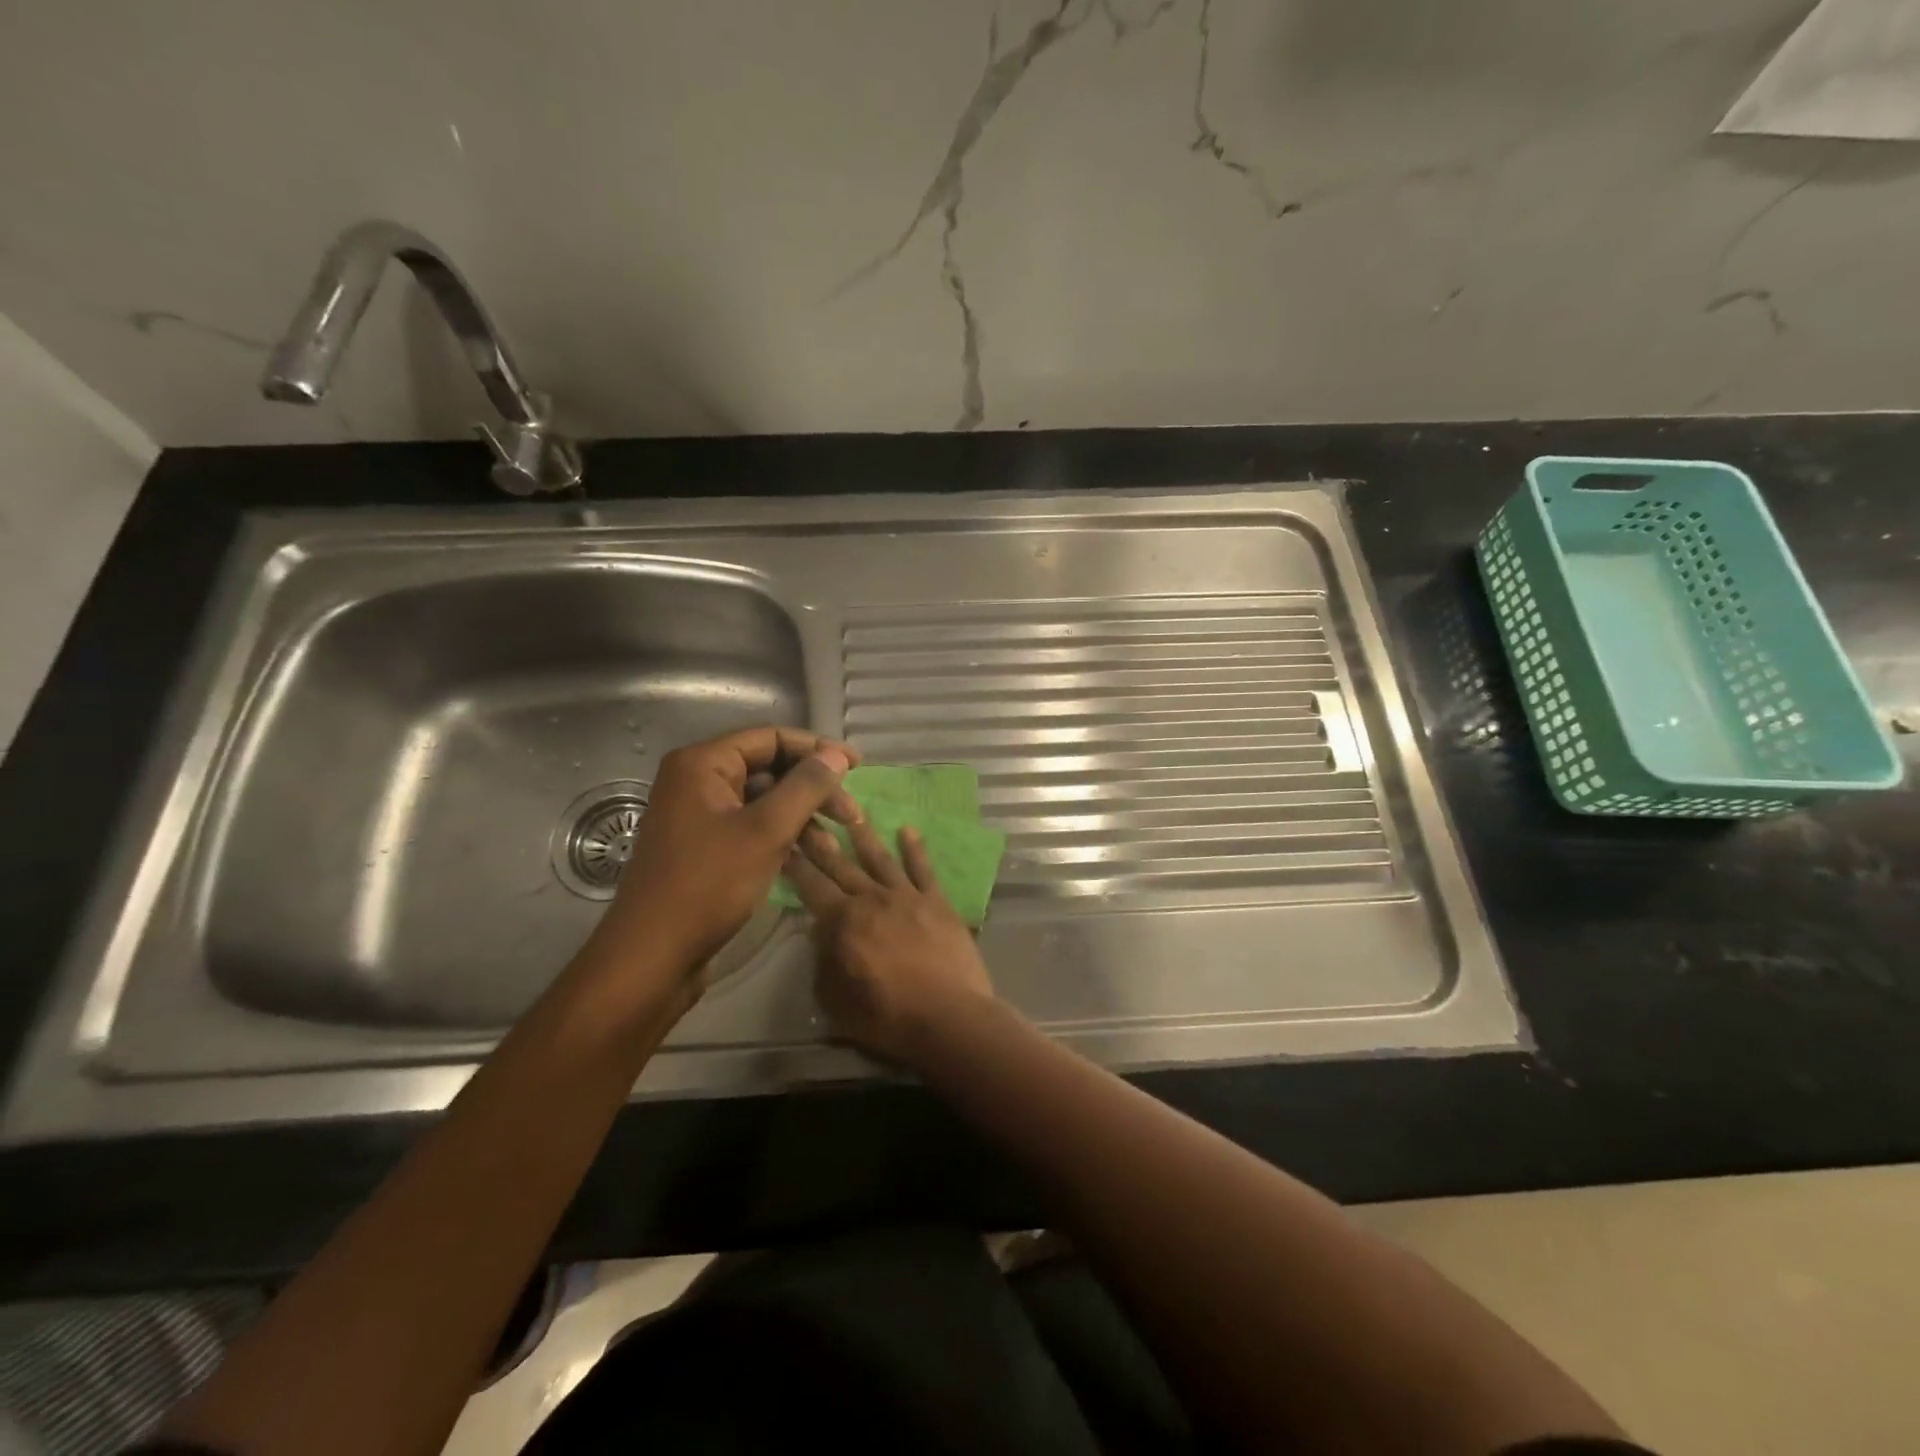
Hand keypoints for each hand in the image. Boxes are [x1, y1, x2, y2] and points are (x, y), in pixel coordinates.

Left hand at [587, 727, 859, 990]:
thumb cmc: (709, 885)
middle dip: (813, 786)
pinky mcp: (703, 845)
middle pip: (768, 767)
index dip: (818, 748)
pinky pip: (750, 824)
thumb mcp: (766, 831)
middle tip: (851, 813)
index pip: (772, 738)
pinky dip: (781, 833)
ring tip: (837, 838)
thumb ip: (805, 787)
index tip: (858, 766)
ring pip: (763, 799)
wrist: (653, 956)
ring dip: (802, 813)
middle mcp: (696, 780)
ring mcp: (698, 814)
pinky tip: (810, 852)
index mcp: (703, 764)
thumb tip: (837, 755)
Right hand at [785, 815, 996, 1067]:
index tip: (783, 839)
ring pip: (880, 858)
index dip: (794, 863)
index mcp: (843, 922)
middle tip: (807, 812)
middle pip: (840, 864)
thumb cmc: (887, 1017)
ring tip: (852, 812)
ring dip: (863, 835)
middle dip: (820, 838)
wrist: (948, 1016)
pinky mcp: (937, 902)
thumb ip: (823, 962)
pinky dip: (915, 848)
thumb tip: (820, 933)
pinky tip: (908, 829)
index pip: (811, 885)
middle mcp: (871, 899)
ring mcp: (907, 896)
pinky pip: (923, 869)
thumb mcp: (835, 1001)